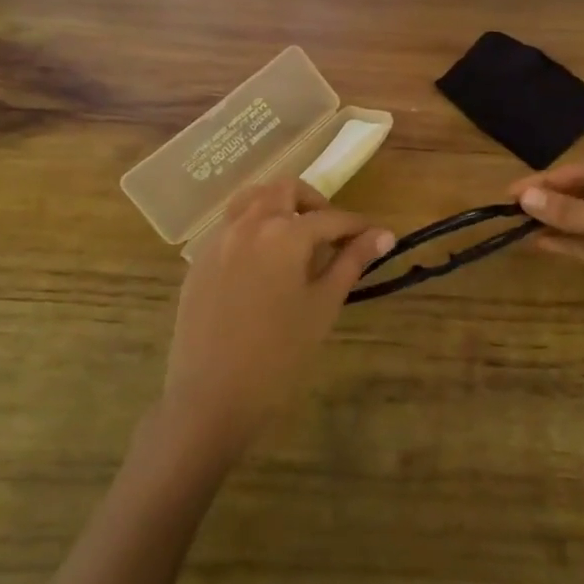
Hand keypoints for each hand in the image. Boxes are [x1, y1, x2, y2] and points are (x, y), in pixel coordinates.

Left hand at [162, 178, 393, 456]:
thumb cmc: (279, 353)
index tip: (376, 237)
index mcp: (284, 233)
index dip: (357, 226)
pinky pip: (230, 226)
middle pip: (285, 190)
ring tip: (295, 239)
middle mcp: (248, 224)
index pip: (331, 218)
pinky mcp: (199, 260)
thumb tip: (384, 234)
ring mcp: (218, 240)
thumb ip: (351, 262)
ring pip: (251, 199)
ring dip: (279, 206)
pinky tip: (263, 263)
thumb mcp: (323, 305)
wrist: (212, 394)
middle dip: (314, 203)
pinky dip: (252, 227)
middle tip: (330, 235)